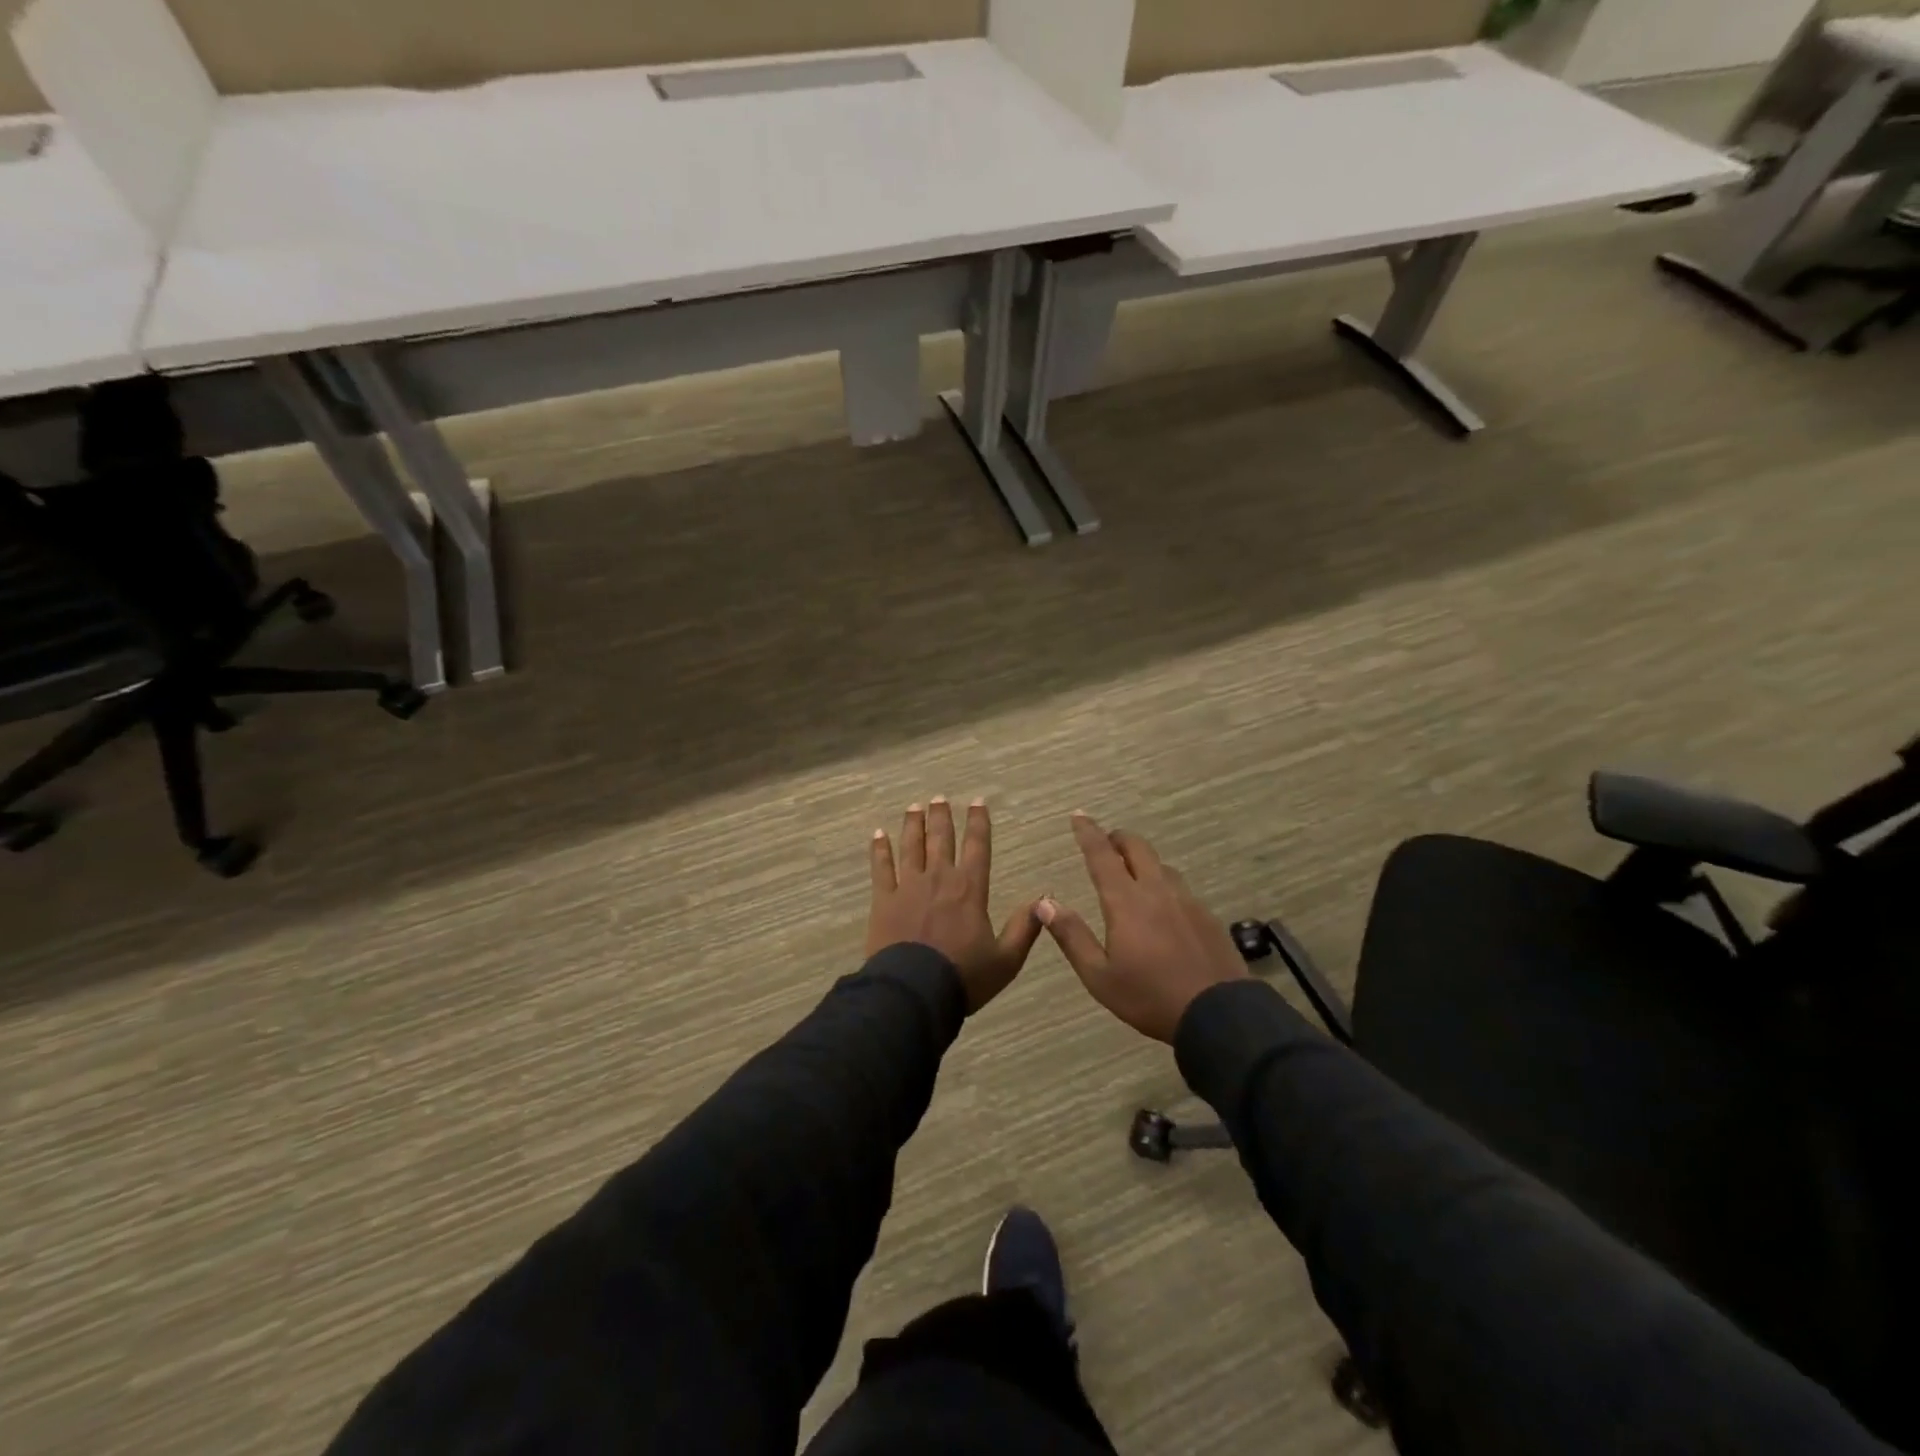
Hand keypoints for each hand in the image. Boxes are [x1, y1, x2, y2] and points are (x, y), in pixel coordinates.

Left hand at [868, 798, 1043, 1012]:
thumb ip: (1025, 928)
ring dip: (913, 825)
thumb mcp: (1006, 960)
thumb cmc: (963, 977)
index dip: (979, 822)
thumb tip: (1044, 899)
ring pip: (911, 846)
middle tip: (939, 798)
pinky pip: (881, 868)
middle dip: (941, 816)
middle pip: (941, 839)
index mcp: (970, 889)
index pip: (977, 847)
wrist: (915, 992)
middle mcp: (940, 878)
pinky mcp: (884, 900)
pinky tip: (878, 834)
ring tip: (914, 807)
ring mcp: (909, 887)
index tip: (978, 802)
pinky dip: (880, 849)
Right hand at [1039, 813, 1248, 1042]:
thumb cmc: (1149, 996)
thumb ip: (1072, 936)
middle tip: (1106, 843)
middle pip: (1138, 848)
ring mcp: (1187, 901)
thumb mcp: (1099, 976)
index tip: (1078, 815)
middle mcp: (1157, 891)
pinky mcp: (1207, 916)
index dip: (1088, 833)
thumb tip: (1045, 903)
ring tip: (1134, 874)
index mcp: (1126, 901)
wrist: (1219, 1014)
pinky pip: (1181, 888)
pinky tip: (1165, 907)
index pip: (1102, 856)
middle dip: (1118, 839)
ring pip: (1162, 866)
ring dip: (1143, 861)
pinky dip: (1164, 885)